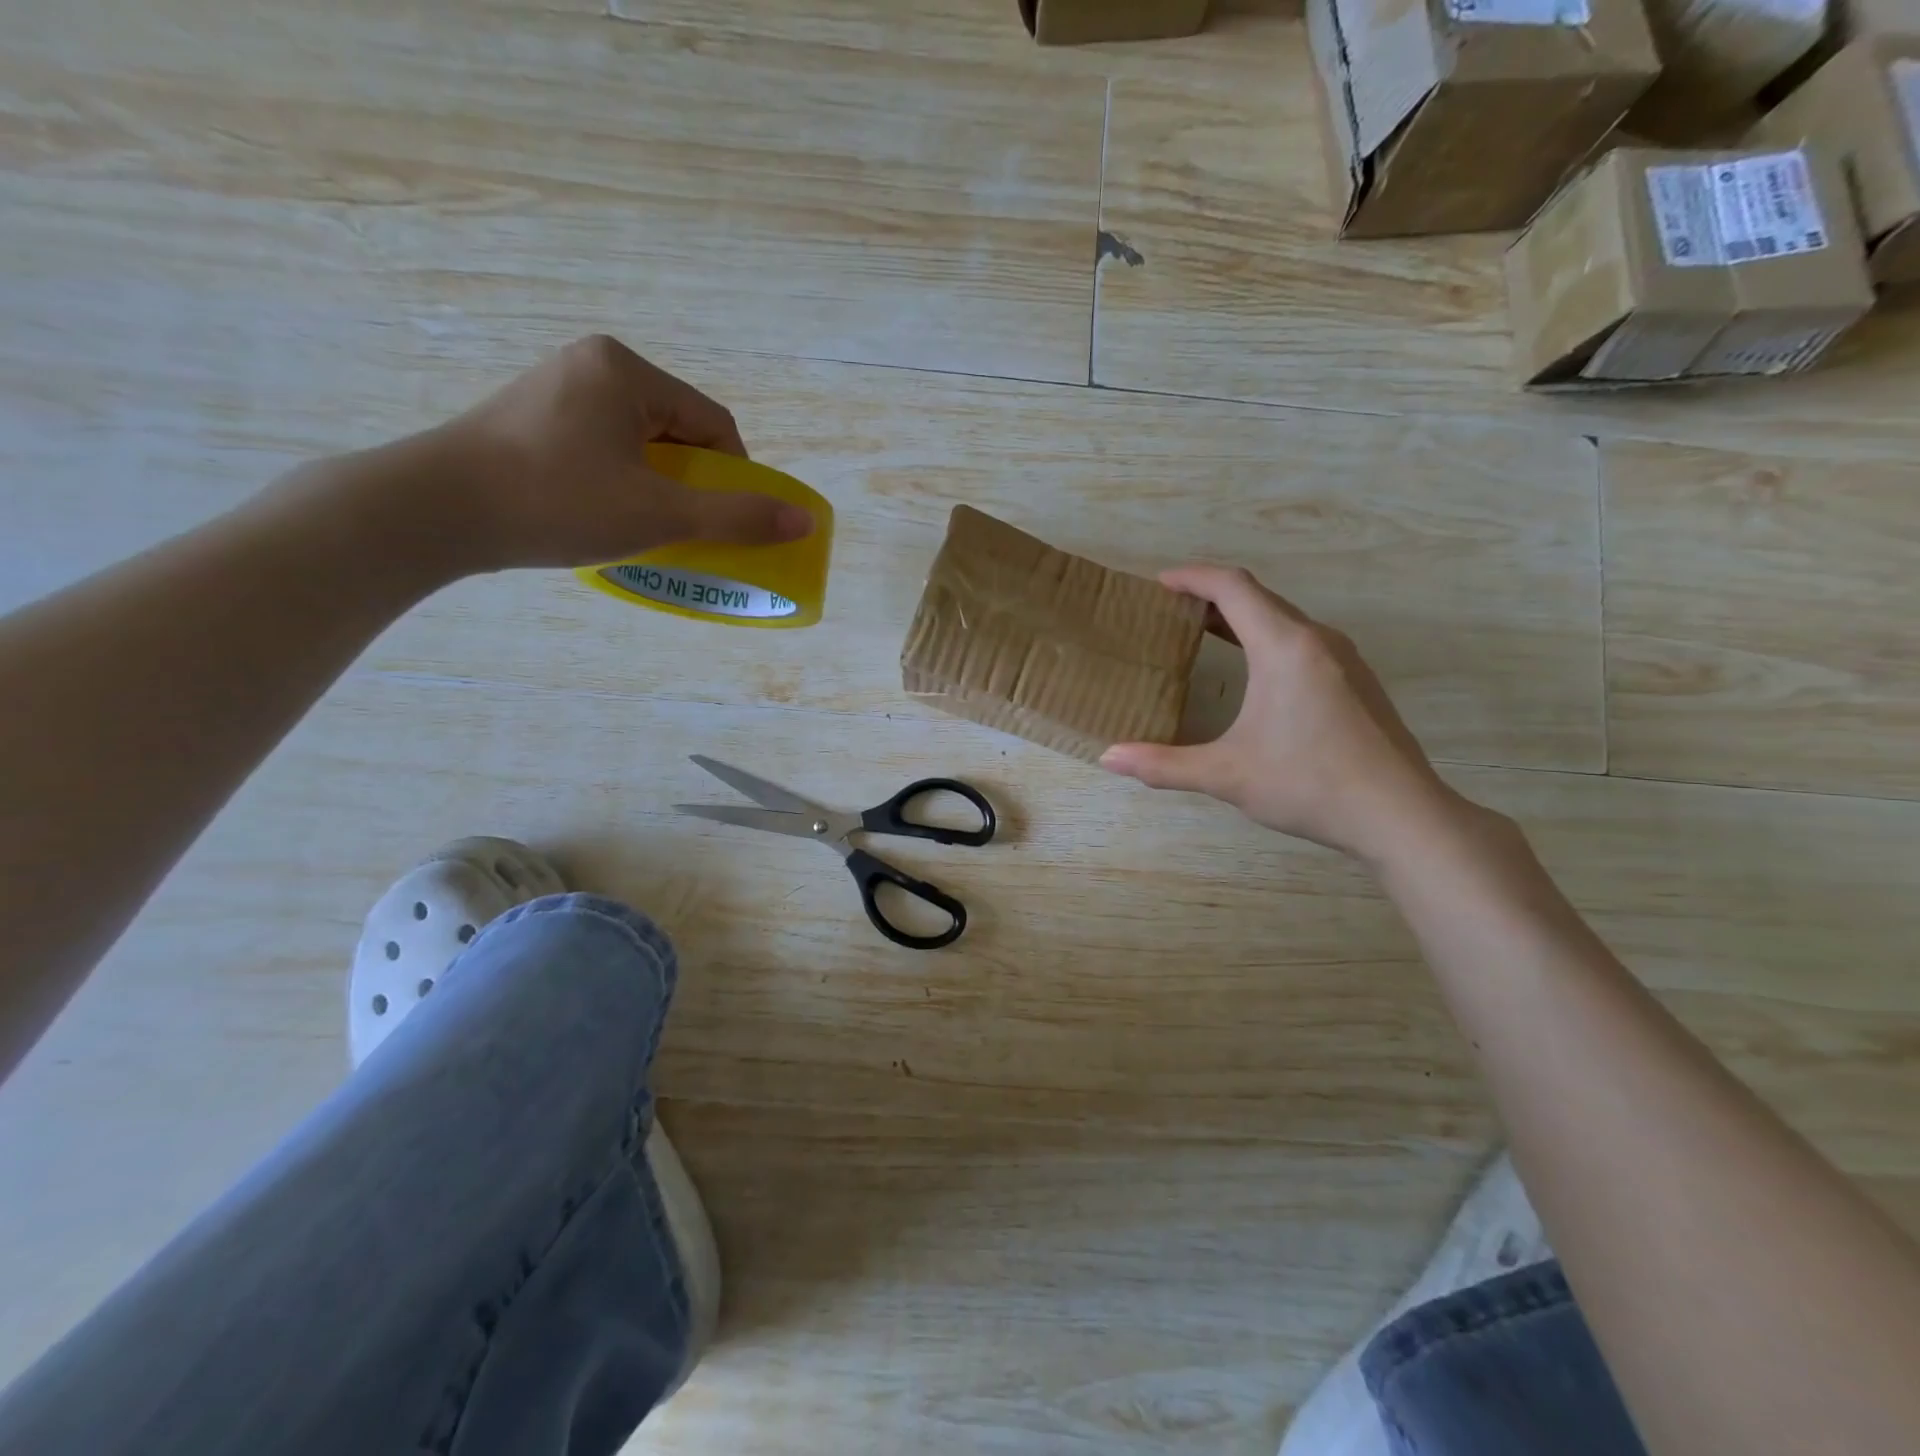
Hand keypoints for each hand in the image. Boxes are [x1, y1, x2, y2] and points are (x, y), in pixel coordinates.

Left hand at [424, 335, 813, 570]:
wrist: (434, 510)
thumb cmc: (556, 502)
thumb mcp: (658, 514)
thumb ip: (736, 517)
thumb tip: (803, 520)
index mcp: (627, 371)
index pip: (713, 424)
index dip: (735, 478)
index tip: (727, 522)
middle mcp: (593, 365)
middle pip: (678, 432)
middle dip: (693, 484)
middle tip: (687, 530)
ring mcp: (557, 388)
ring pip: (641, 443)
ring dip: (659, 487)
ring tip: (646, 528)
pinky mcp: (532, 416)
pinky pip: (604, 447)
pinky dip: (622, 482)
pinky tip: (605, 514)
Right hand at [1100, 566, 1462, 861]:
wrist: (1401, 815)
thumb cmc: (1309, 784)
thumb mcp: (1226, 775)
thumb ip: (1163, 764)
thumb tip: (1108, 758)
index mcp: (1284, 647)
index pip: (1233, 587)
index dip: (1193, 578)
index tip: (1160, 584)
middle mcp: (1317, 640)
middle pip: (1259, 598)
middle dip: (1213, 597)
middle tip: (1173, 611)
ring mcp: (1343, 660)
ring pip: (1284, 620)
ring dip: (1242, 619)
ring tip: (1206, 635)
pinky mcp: (1356, 682)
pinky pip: (1302, 641)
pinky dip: (1267, 639)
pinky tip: (1255, 674)